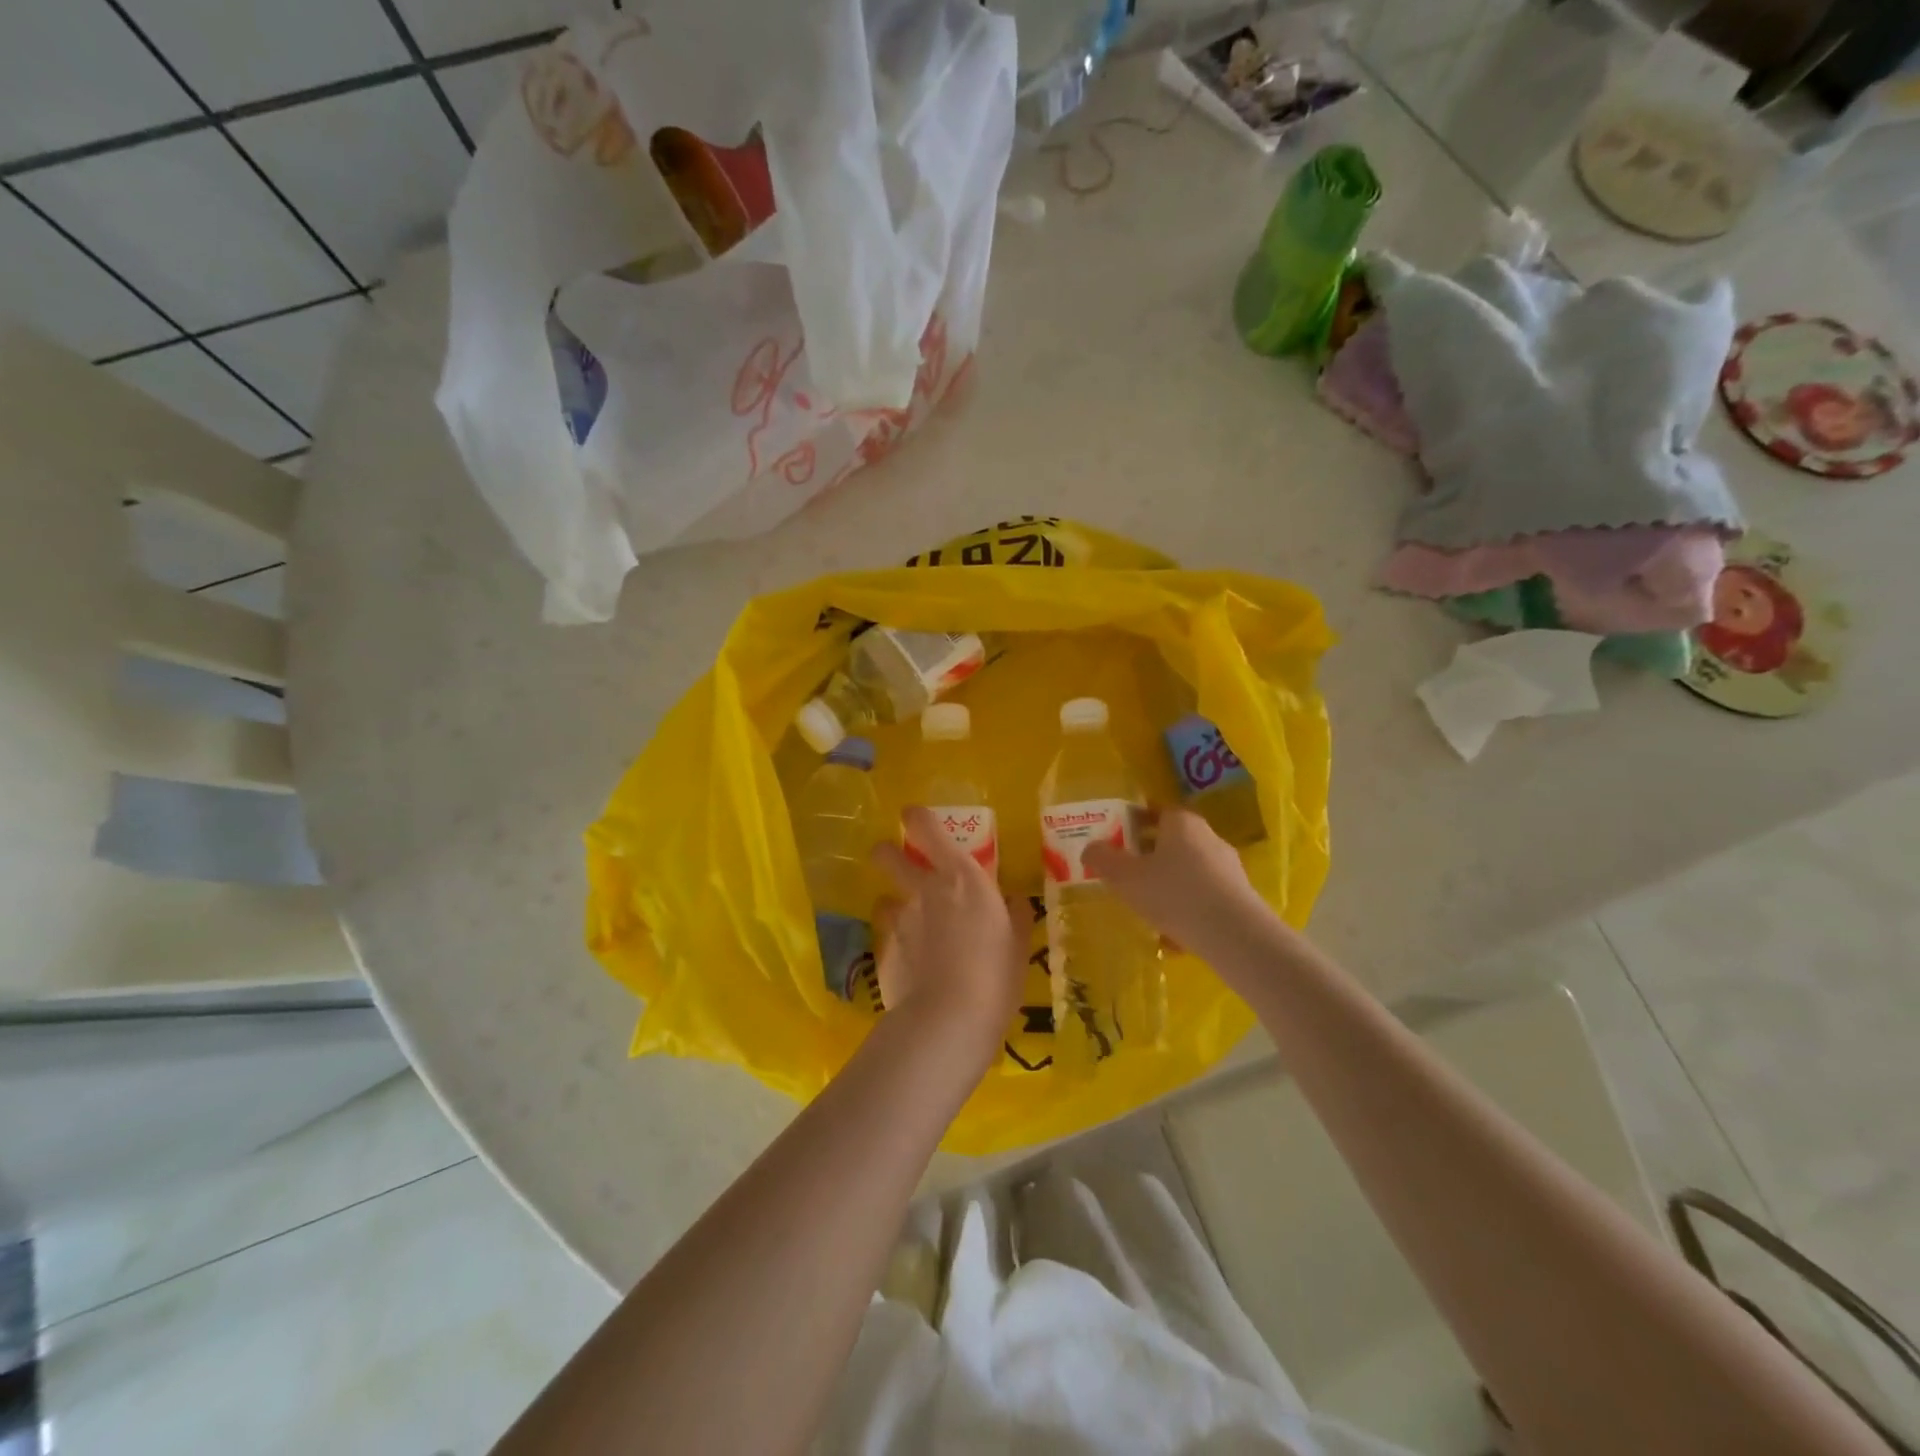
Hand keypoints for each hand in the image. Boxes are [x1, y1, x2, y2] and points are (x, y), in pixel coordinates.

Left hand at [870, 807, 1024, 1065]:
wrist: (948, 1019)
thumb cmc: (995, 975)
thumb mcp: (1018, 944)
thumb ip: (1014, 916)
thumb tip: (1014, 902)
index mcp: (962, 878)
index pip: (928, 830)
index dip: (917, 818)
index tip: (913, 816)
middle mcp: (924, 890)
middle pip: (888, 855)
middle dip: (887, 853)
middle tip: (894, 860)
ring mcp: (899, 920)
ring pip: (884, 899)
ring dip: (894, 906)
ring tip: (908, 927)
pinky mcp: (883, 952)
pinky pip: (886, 938)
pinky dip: (896, 945)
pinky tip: (909, 966)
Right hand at [1082, 807, 1272, 963]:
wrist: (1233, 935)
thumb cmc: (1173, 894)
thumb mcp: (1125, 877)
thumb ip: (1103, 859)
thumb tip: (1090, 848)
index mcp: (1181, 823)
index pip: (1156, 811)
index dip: (1134, 822)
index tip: (1118, 838)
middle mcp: (1208, 837)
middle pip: (1173, 841)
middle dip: (1150, 856)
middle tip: (1127, 874)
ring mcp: (1228, 867)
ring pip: (1188, 871)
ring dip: (1168, 885)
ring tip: (1147, 909)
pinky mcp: (1239, 897)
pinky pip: (1203, 897)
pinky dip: (1187, 909)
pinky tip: (1173, 935)